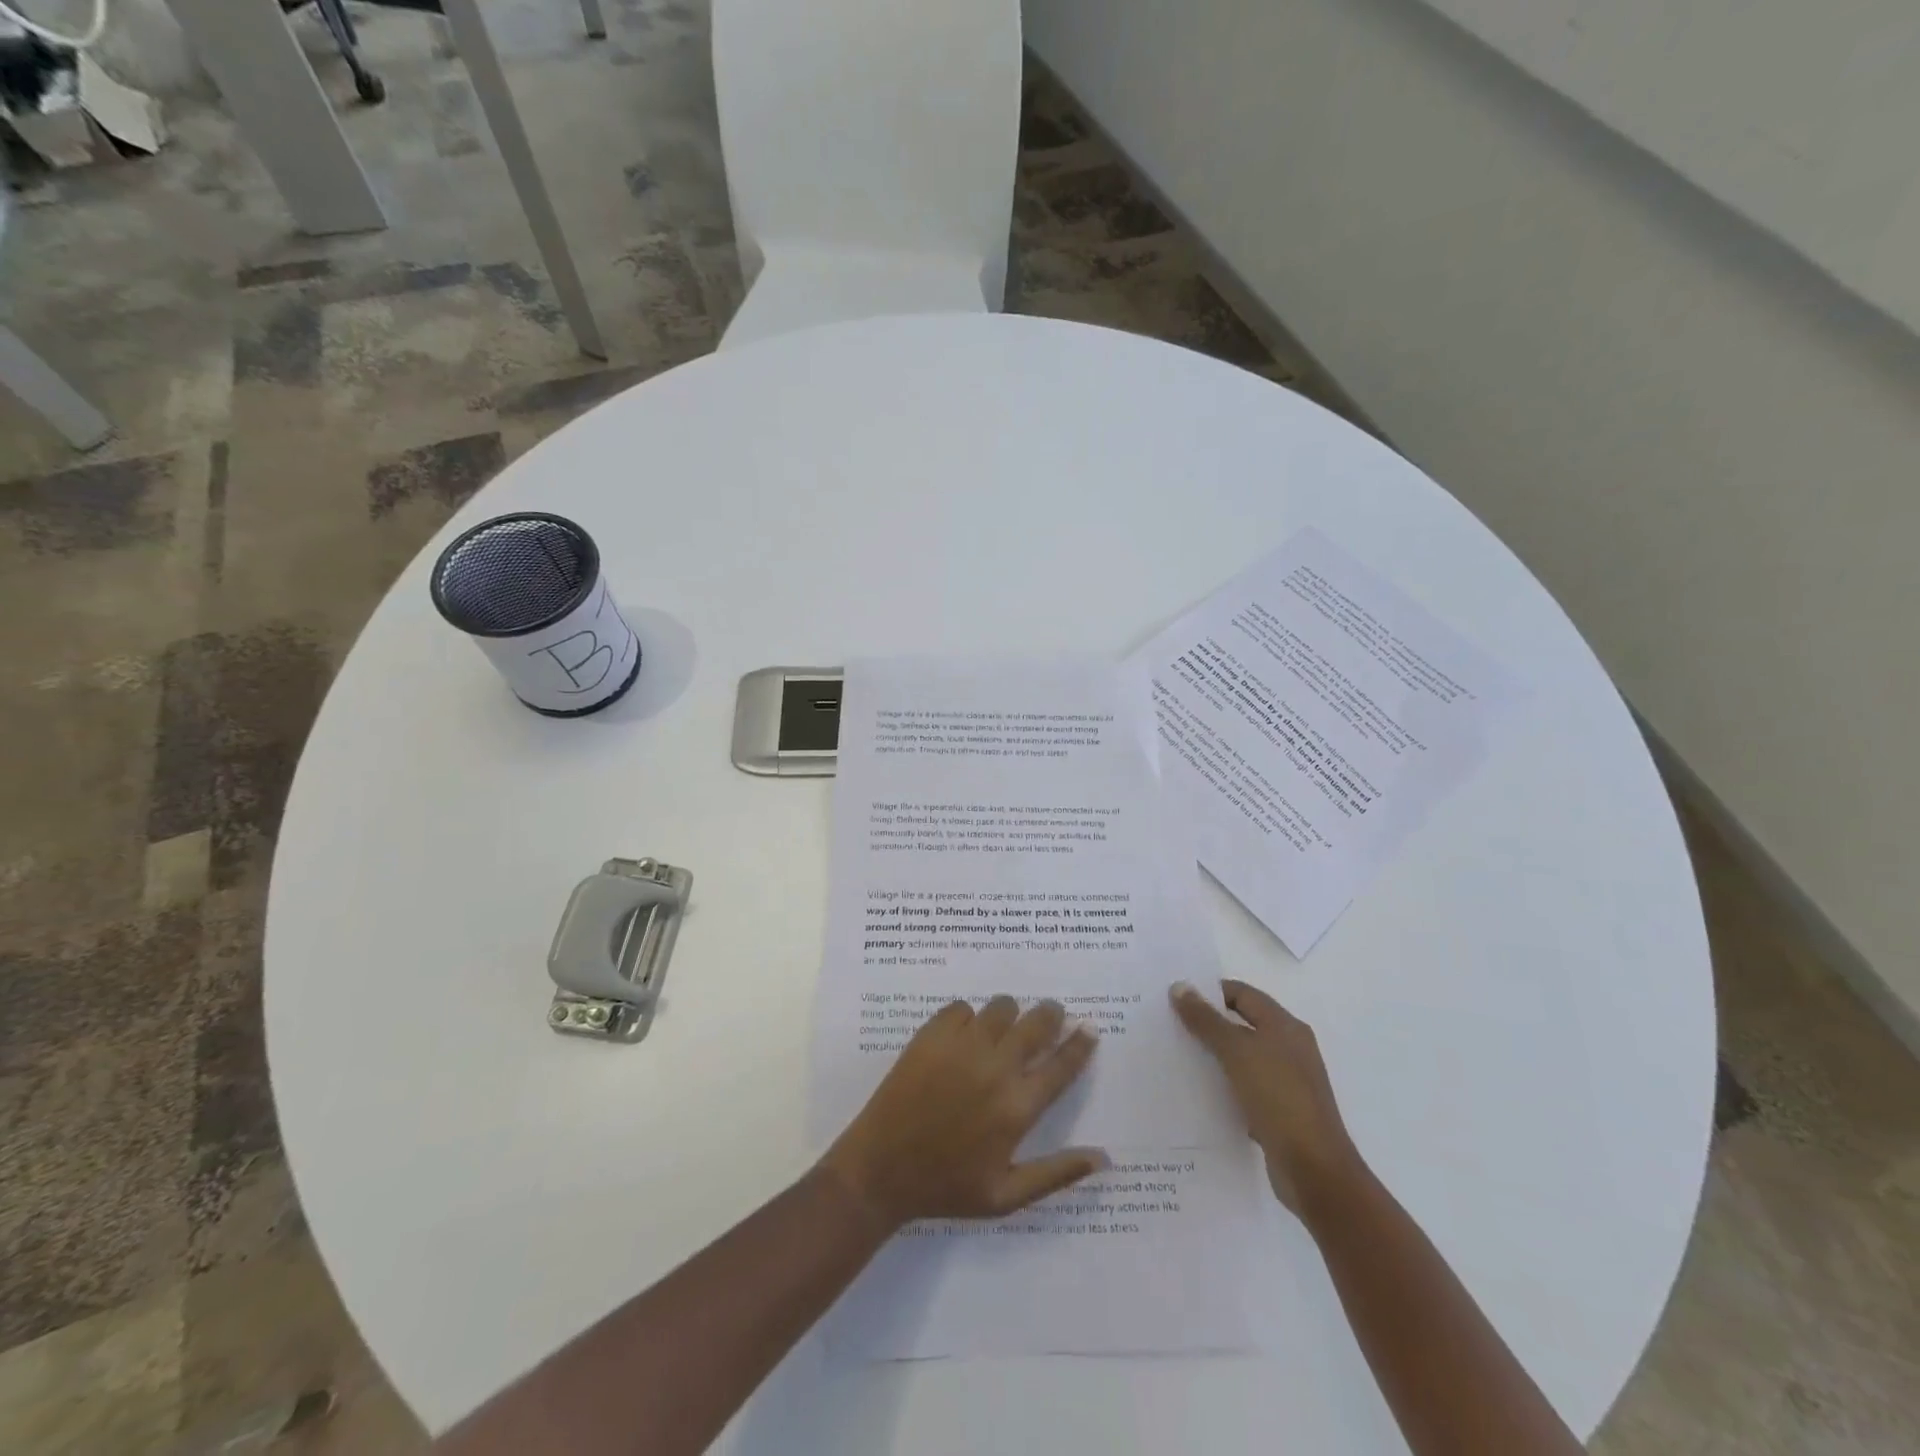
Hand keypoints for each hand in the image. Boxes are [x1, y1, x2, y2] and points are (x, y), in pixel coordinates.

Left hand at [821, 997, 1106, 1232]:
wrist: (881, 1169)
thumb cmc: (946, 1187)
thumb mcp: (1006, 1196)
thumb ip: (1057, 1174)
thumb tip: (1104, 1157)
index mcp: (1018, 1108)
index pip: (1062, 1065)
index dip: (1080, 1043)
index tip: (1089, 1028)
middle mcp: (996, 1069)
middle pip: (1037, 1023)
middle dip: (1050, 1015)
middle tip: (1050, 1015)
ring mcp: (962, 1046)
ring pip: (1001, 1007)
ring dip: (1010, 1014)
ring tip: (1006, 1026)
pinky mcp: (931, 1035)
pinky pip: (961, 1008)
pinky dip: (968, 1017)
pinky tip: (964, 1035)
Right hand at [1171, 979, 1361, 1213]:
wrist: (1314, 1171)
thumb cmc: (1278, 1098)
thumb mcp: (1237, 1052)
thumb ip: (1206, 1020)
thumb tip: (1180, 986)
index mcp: (1285, 1026)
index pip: (1242, 993)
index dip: (1210, 992)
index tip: (1176, 999)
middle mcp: (1289, 1047)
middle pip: (1242, 1023)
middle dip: (1207, 1023)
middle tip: (1169, 1025)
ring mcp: (1287, 1081)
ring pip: (1242, 1057)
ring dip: (1213, 1055)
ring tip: (1176, 1056)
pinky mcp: (1280, 1110)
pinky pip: (1245, 1086)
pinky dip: (1224, 1085)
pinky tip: (1199, 1092)